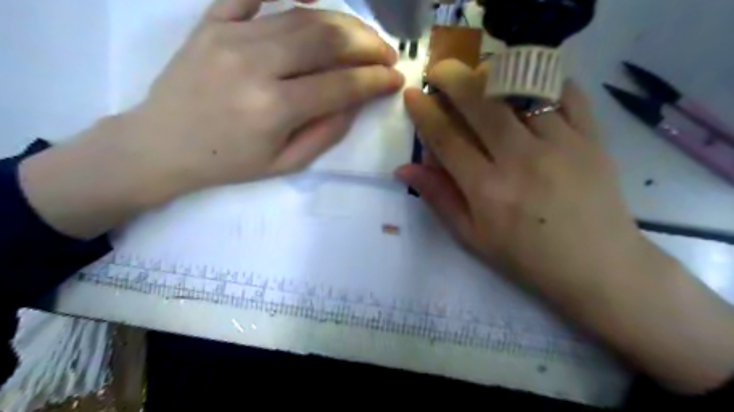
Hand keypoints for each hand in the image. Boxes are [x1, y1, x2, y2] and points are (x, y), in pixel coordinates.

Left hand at [125, 0, 400, 194]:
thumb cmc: (228, 162)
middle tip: (386, 53)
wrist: (161, 145)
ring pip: (302, 15)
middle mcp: (255, 65)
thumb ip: (326, 133)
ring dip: (343, 22)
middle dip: (367, 44)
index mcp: (274, 109)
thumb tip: (356, 101)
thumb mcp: (284, 164)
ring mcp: (230, 36)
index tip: (396, 79)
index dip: (375, 80)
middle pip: (327, 40)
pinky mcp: (211, 22)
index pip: (341, 85)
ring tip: (363, 35)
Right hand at [400, 60, 733, 392]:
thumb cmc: (526, 257)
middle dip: (452, 78)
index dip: (425, 112)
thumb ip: (438, 198)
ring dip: (492, 75)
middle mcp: (520, 160)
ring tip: (479, 75)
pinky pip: (566, 94)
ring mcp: (560, 145)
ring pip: (520, 91)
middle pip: (480, 103)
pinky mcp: (592, 139)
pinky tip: (526, 85)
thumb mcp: (472, 237)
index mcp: (487, 189)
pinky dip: (543, 81)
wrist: (598, 266)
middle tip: (439, 70)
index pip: (446, 138)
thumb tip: (404, 169)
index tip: (413, 95)